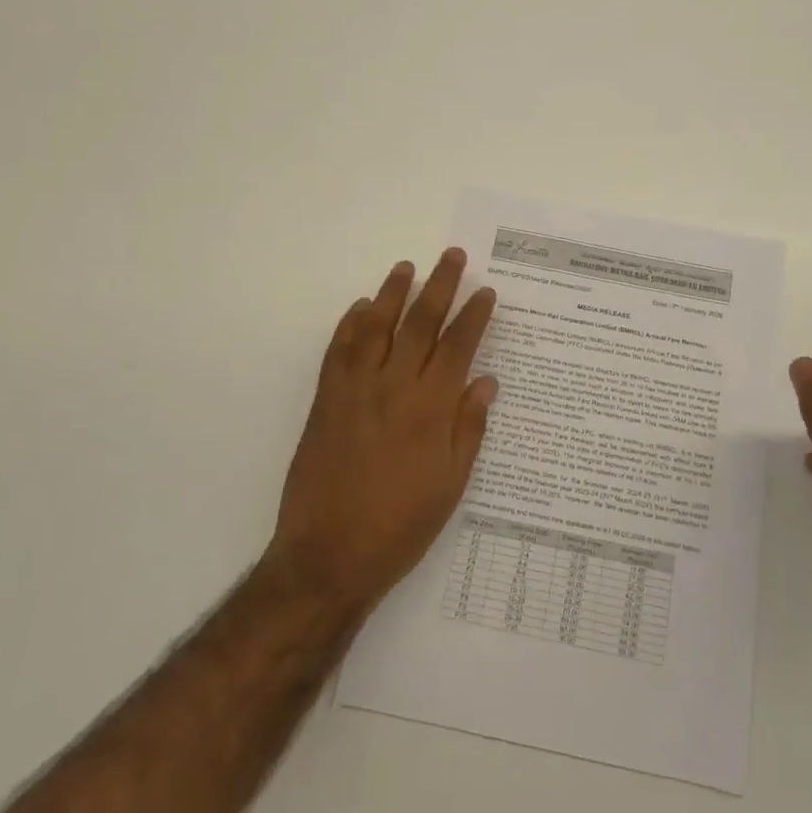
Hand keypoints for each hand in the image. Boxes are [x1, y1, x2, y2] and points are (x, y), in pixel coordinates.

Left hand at [267, 248, 498, 617]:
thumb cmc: (400, 525)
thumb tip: (485, 381)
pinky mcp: (326, 401)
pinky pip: (338, 351)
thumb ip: (468, 427)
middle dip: (439, 286)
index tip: (485, 291)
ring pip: (376, 327)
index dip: (474, 315)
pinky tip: (361, 308)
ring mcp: (354, 390)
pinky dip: (350, 325)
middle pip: (420, 324)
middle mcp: (393, 387)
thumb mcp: (451, 484)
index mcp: (430, 409)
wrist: (328, 556)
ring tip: (406, 267)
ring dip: (393, 293)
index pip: (457, 346)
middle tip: (452, 256)